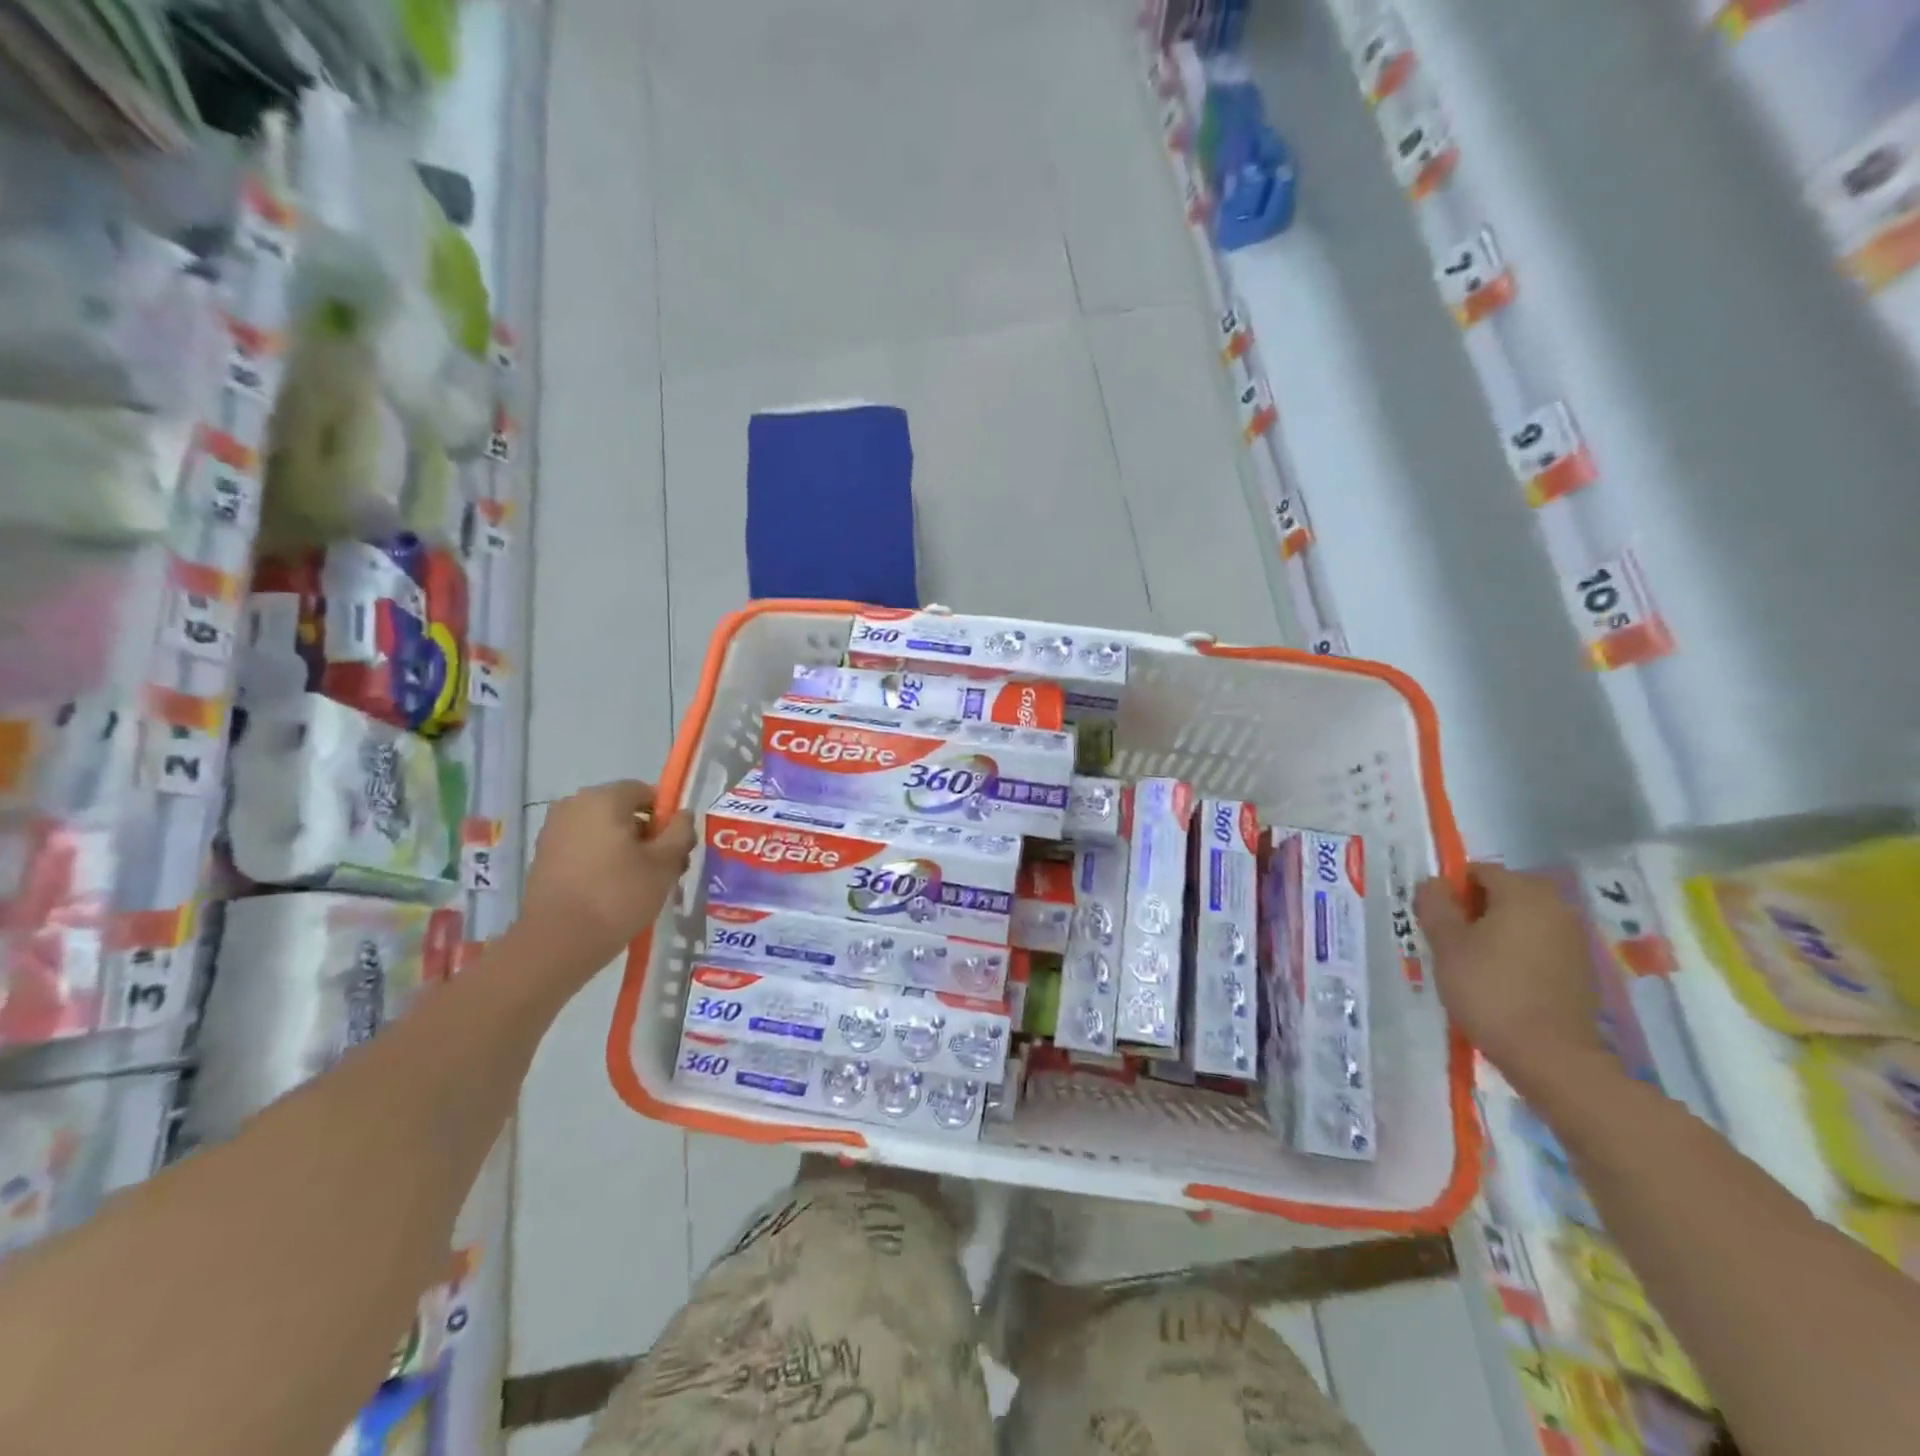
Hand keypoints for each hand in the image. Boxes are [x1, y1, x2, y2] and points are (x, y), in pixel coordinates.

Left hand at [520, 781, 696, 974]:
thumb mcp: (665, 864)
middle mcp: (574, 805)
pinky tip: (611, 891)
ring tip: (639, 885)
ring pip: (603, 831)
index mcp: (604, 799)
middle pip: (623, 811)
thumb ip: (680, 832)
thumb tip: (682, 815)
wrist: (558, 942)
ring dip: (625, 850)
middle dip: (647, 835)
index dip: (667, 817)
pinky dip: (601, 861)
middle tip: (663, 870)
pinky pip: (583, 848)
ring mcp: (554, 831)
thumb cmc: (618, 896)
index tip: (676, 847)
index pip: (646, 792)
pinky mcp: (543, 857)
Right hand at [1414, 863, 1604, 1083]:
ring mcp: (1574, 939)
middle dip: (1475, 909)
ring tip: (1472, 962)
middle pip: (1504, 892)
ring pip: (1522, 919)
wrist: (1550, 1055)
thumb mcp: (1446, 944)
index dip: (1452, 890)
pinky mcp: (1581, 968)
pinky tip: (1501, 980)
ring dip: (1496, 931)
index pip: (1480, 871)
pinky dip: (1517, 951)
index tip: (1436, 920)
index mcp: (1524, 893)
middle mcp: (1556, 907)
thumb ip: (1435, 905)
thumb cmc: (1489, 990)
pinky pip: (1539, 944)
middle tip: (1451, 941)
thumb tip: (1433, 883)